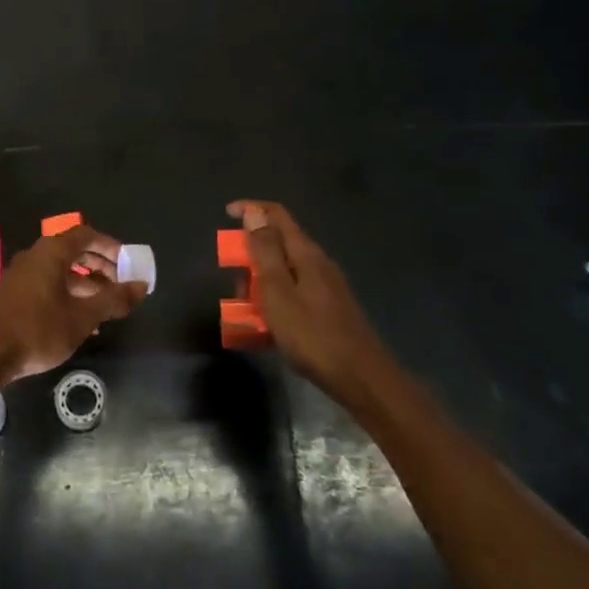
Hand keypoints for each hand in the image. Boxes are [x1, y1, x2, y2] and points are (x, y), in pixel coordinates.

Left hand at [0, 225, 147, 384]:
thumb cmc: (37, 329)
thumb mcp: (82, 317)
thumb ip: (113, 300)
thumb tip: (141, 286)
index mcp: (53, 252)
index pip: (87, 235)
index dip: (111, 247)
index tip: (129, 263)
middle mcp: (37, 256)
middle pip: (75, 252)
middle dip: (101, 267)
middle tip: (122, 286)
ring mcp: (23, 275)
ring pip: (62, 272)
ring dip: (87, 285)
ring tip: (108, 308)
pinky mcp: (15, 295)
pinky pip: (50, 286)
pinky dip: (70, 296)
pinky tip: (83, 323)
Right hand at [228, 201, 388, 398]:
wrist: (362, 378)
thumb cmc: (313, 335)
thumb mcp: (278, 293)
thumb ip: (265, 252)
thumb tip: (253, 214)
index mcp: (306, 253)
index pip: (277, 215)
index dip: (251, 209)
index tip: (226, 215)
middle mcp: (318, 263)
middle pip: (279, 244)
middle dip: (251, 257)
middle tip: (236, 285)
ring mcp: (327, 286)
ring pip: (285, 272)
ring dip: (261, 284)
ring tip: (247, 312)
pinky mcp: (330, 309)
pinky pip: (294, 293)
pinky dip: (276, 301)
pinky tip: (269, 328)